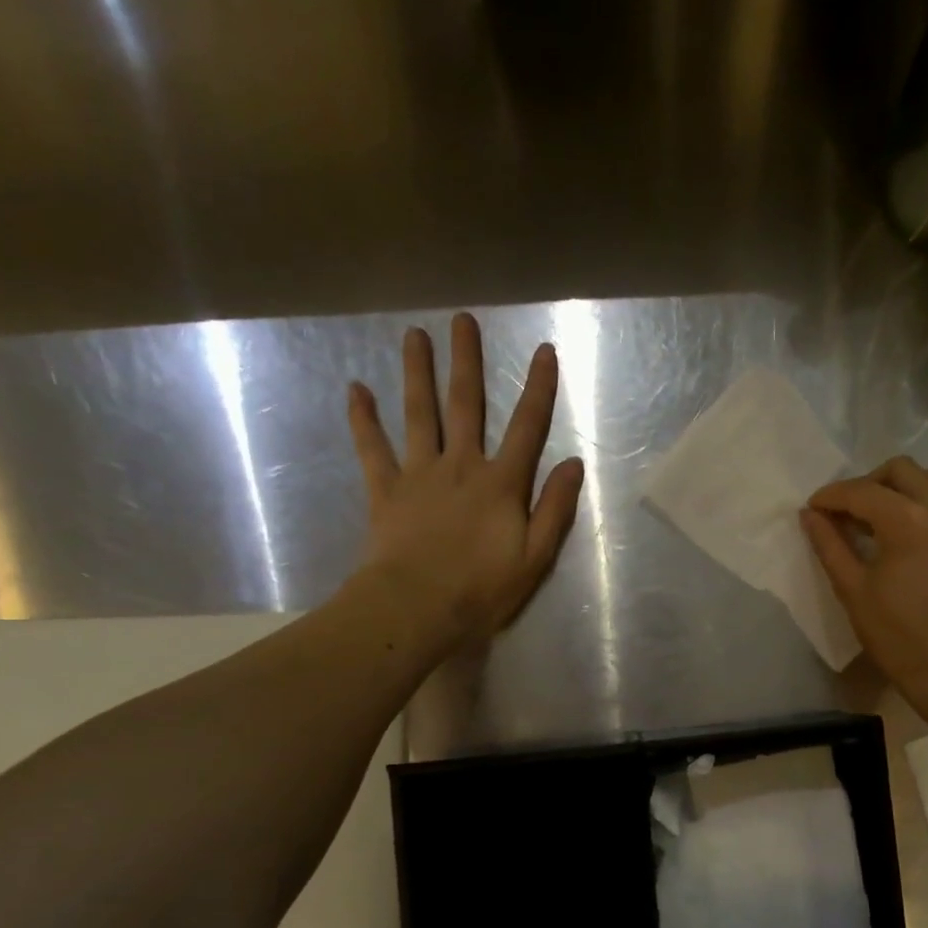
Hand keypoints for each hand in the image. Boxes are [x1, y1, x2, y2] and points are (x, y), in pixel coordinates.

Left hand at [345, 313, 584, 651]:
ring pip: (418, 414)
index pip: (526, 427)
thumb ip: (555, 508)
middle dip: (466, 361)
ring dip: (416, 373)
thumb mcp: (535, 556)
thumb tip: (573, 464)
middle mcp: (460, 466)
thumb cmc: (482, 589)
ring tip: (414, 336)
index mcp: (501, 483)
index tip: (543, 350)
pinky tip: (355, 389)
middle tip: (462, 320)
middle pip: (465, 405)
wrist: (416, 608)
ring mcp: (419, 474)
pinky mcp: (386, 490)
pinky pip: (372, 448)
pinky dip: (363, 419)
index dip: (538, 388)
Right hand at [801, 457, 927, 697]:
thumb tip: (810, 514)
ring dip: (904, 491)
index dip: (832, 495)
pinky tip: (916, 543)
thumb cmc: (896, 635)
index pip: (862, 491)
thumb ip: (829, 545)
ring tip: (884, 522)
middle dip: (870, 483)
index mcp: (907, 520)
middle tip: (851, 512)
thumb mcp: (852, 590)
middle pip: (902, 470)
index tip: (814, 507)